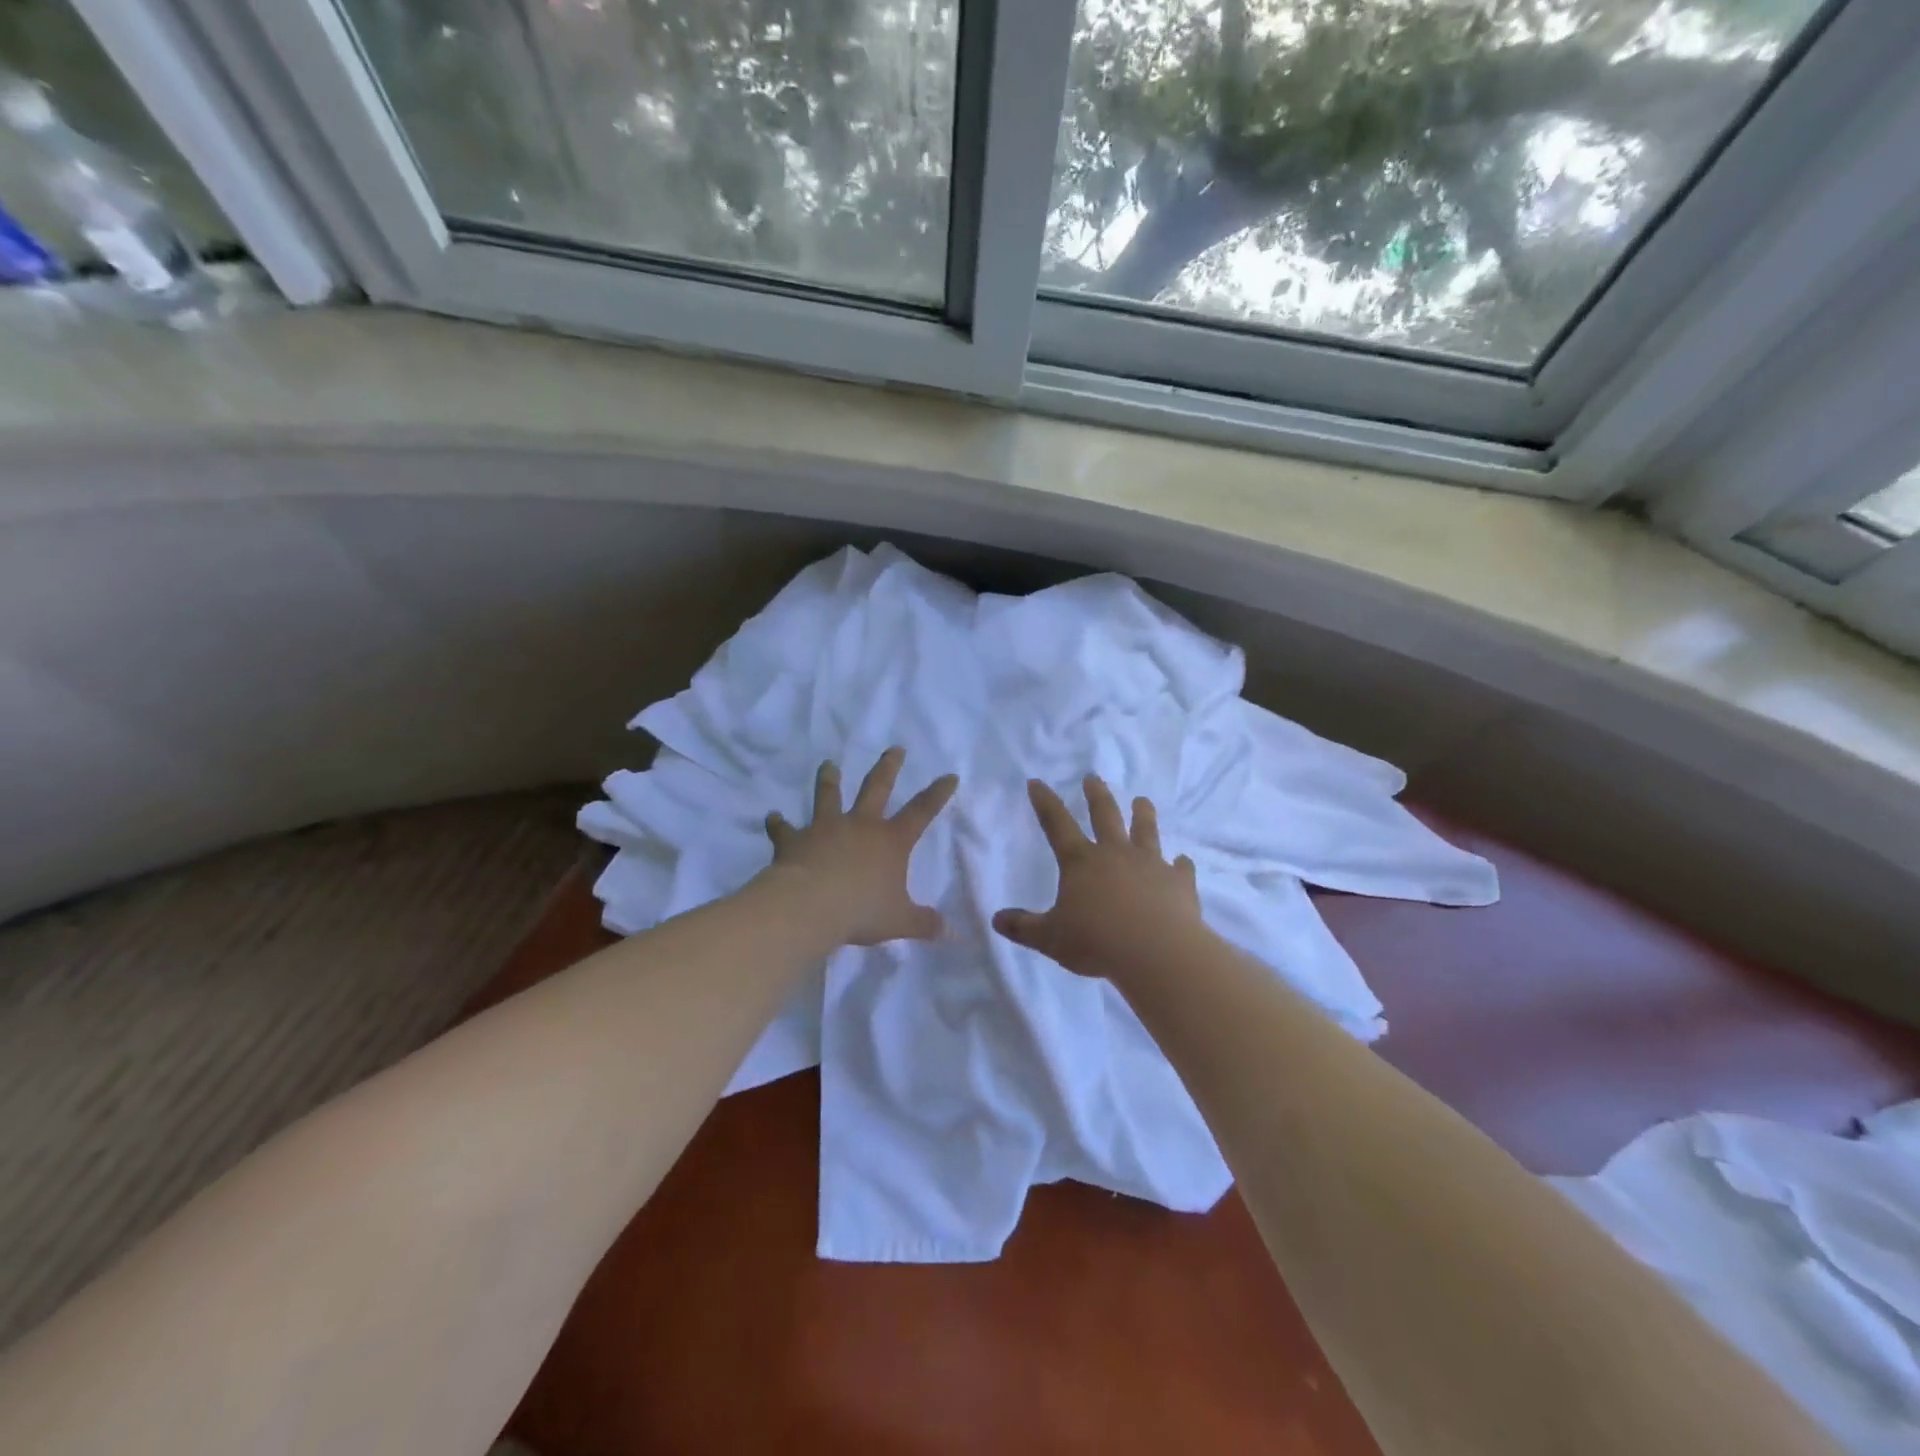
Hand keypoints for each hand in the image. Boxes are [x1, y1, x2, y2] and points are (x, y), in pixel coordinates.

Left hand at [763, 748, 958, 946]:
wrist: (809, 906)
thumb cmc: (861, 911)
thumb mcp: (900, 921)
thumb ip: (925, 923)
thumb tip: (953, 933)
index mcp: (891, 841)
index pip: (922, 812)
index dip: (937, 794)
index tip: (949, 775)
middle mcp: (860, 826)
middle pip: (877, 788)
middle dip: (888, 768)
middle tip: (895, 749)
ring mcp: (826, 828)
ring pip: (829, 796)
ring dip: (829, 780)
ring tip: (828, 765)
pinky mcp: (795, 840)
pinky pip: (784, 830)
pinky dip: (777, 823)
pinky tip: (772, 817)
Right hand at [993, 775, 1203, 982]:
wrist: (1157, 952)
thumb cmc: (1097, 942)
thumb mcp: (1051, 938)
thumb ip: (1024, 927)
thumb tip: (996, 920)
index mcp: (1081, 862)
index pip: (1057, 824)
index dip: (1045, 802)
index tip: (1037, 782)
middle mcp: (1115, 853)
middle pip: (1104, 815)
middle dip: (1096, 794)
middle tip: (1093, 777)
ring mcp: (1150, 864)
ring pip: (1145, 831)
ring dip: (1143, 814)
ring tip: (1142, 801)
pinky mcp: (1178, 882)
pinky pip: (1180, 868)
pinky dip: (1181, 865)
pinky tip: (1183, 862)